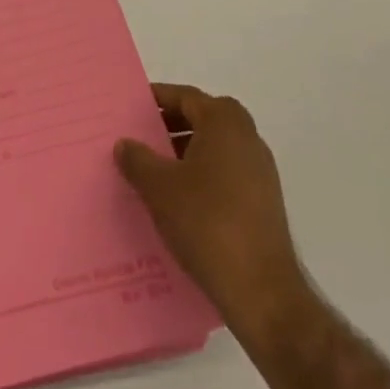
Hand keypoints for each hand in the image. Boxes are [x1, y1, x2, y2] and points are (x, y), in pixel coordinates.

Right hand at [115, 82, 308, 346]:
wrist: (261, 291)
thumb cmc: (206, 223)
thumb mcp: (158, 187)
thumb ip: (137, 159)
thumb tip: (125, 144)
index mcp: (225, 124)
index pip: (186, 97)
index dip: (156, 99)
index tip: (130, 107)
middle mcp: (248, 139)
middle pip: (204, 118)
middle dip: (171, 124)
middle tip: (139, 136)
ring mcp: (261, 172)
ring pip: (216, 147)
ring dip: (185, 151)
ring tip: (153, 169)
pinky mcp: (264, 203)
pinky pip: (226, 173)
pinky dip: (201, 174)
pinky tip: (178, 199)